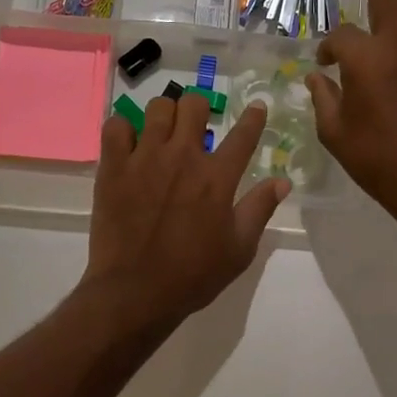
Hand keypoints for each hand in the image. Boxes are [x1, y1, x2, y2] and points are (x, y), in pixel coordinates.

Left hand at [83, 92, 289, 323]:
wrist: (134, 292)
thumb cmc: (192, 275)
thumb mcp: (239, 249)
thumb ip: (260, 209)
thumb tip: (282, 181)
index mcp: (216, 177)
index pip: (243, 135)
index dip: (253, 117)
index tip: (256, 107)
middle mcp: (182, 157)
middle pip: (194, 105)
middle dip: (199, 109)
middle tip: (196, 126)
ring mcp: (145, 158)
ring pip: (157, 107)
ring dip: (164, 116)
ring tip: (162, 134)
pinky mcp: (114, 166)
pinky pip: (115, 126)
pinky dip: (123, 130)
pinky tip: (128, 145)